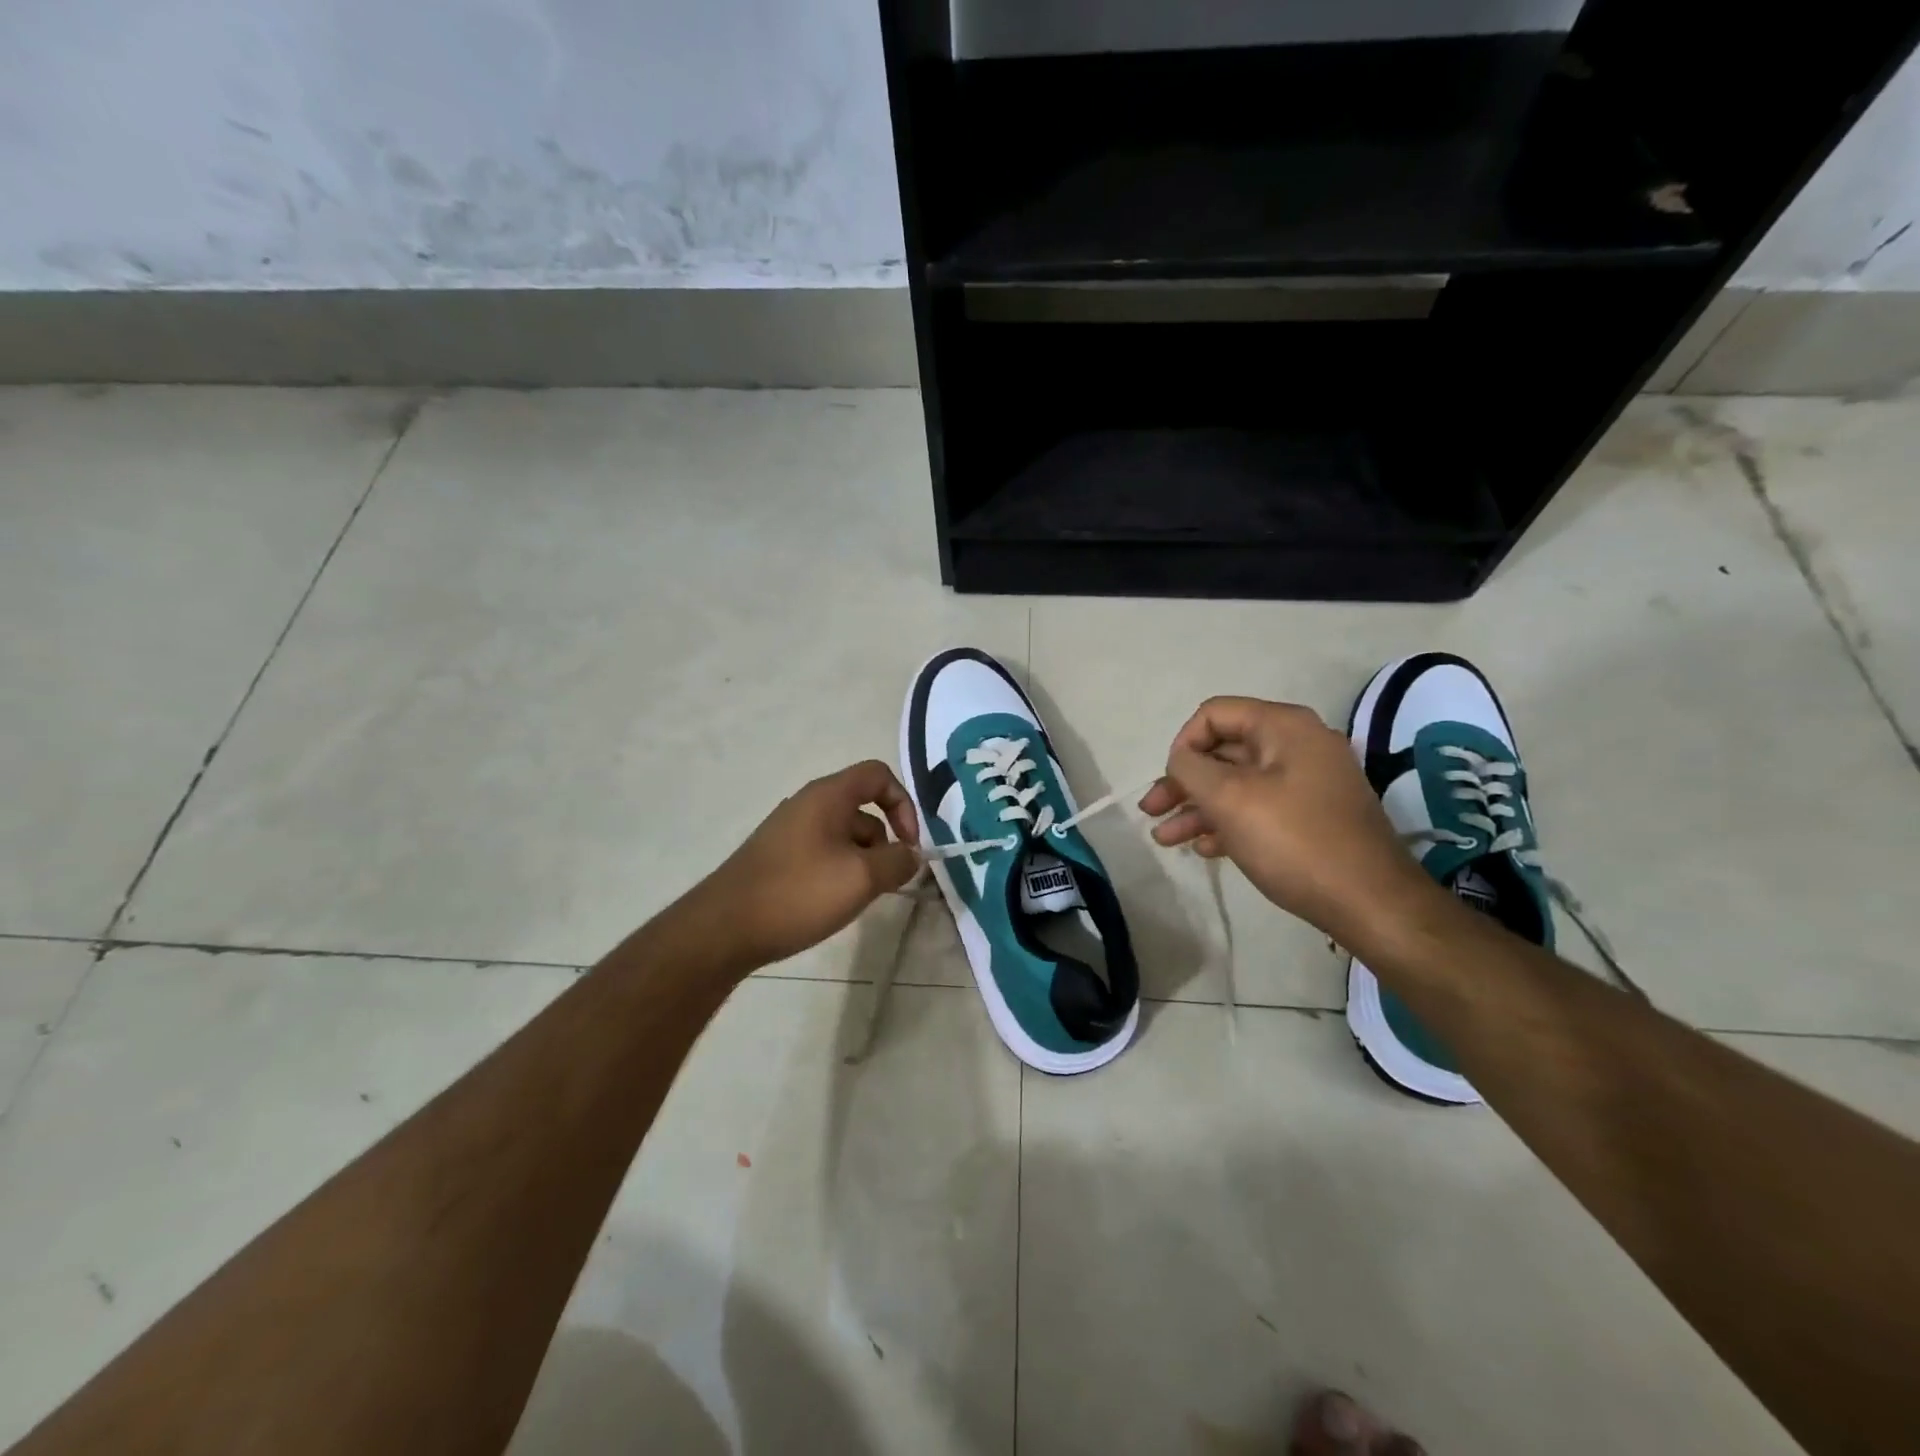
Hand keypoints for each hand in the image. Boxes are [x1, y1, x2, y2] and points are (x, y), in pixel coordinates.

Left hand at [684, 760, 921, 971]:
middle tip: (886, 882)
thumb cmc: (798, 893)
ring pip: (843, 835)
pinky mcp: (777, 858)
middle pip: (862, 808)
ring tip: (859, 898)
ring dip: (862, 861)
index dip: (903, 804)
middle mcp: (807, 805)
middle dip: (884, 842)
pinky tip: (832, 904)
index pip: (878, 775)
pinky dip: (838, 871)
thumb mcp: (861, 878)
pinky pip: (822, 853)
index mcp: (828, 796)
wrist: (724, 928)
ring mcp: (789, 832)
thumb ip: (897, 861)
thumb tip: (911, 855)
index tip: (909, 844)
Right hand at [1139, 697, 1444, 951]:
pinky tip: (1204, 848)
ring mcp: (1308, 782)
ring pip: (1238, 784)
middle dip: (1183, 781)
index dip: (1182, 744)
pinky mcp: (1313, 816)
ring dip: (1198, 807)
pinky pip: (1259, 807)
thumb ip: (1192, 768)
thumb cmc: (1294, 841)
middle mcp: (1298, 746)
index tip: (1168, 782)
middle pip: (1224, 750)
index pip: (1215, 714)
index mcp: (1283, 727)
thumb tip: (1180, 759)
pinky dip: (1227, 822)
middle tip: (1150, 811)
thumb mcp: (1230, 798)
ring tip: (1166, 838)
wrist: (1371, 903)